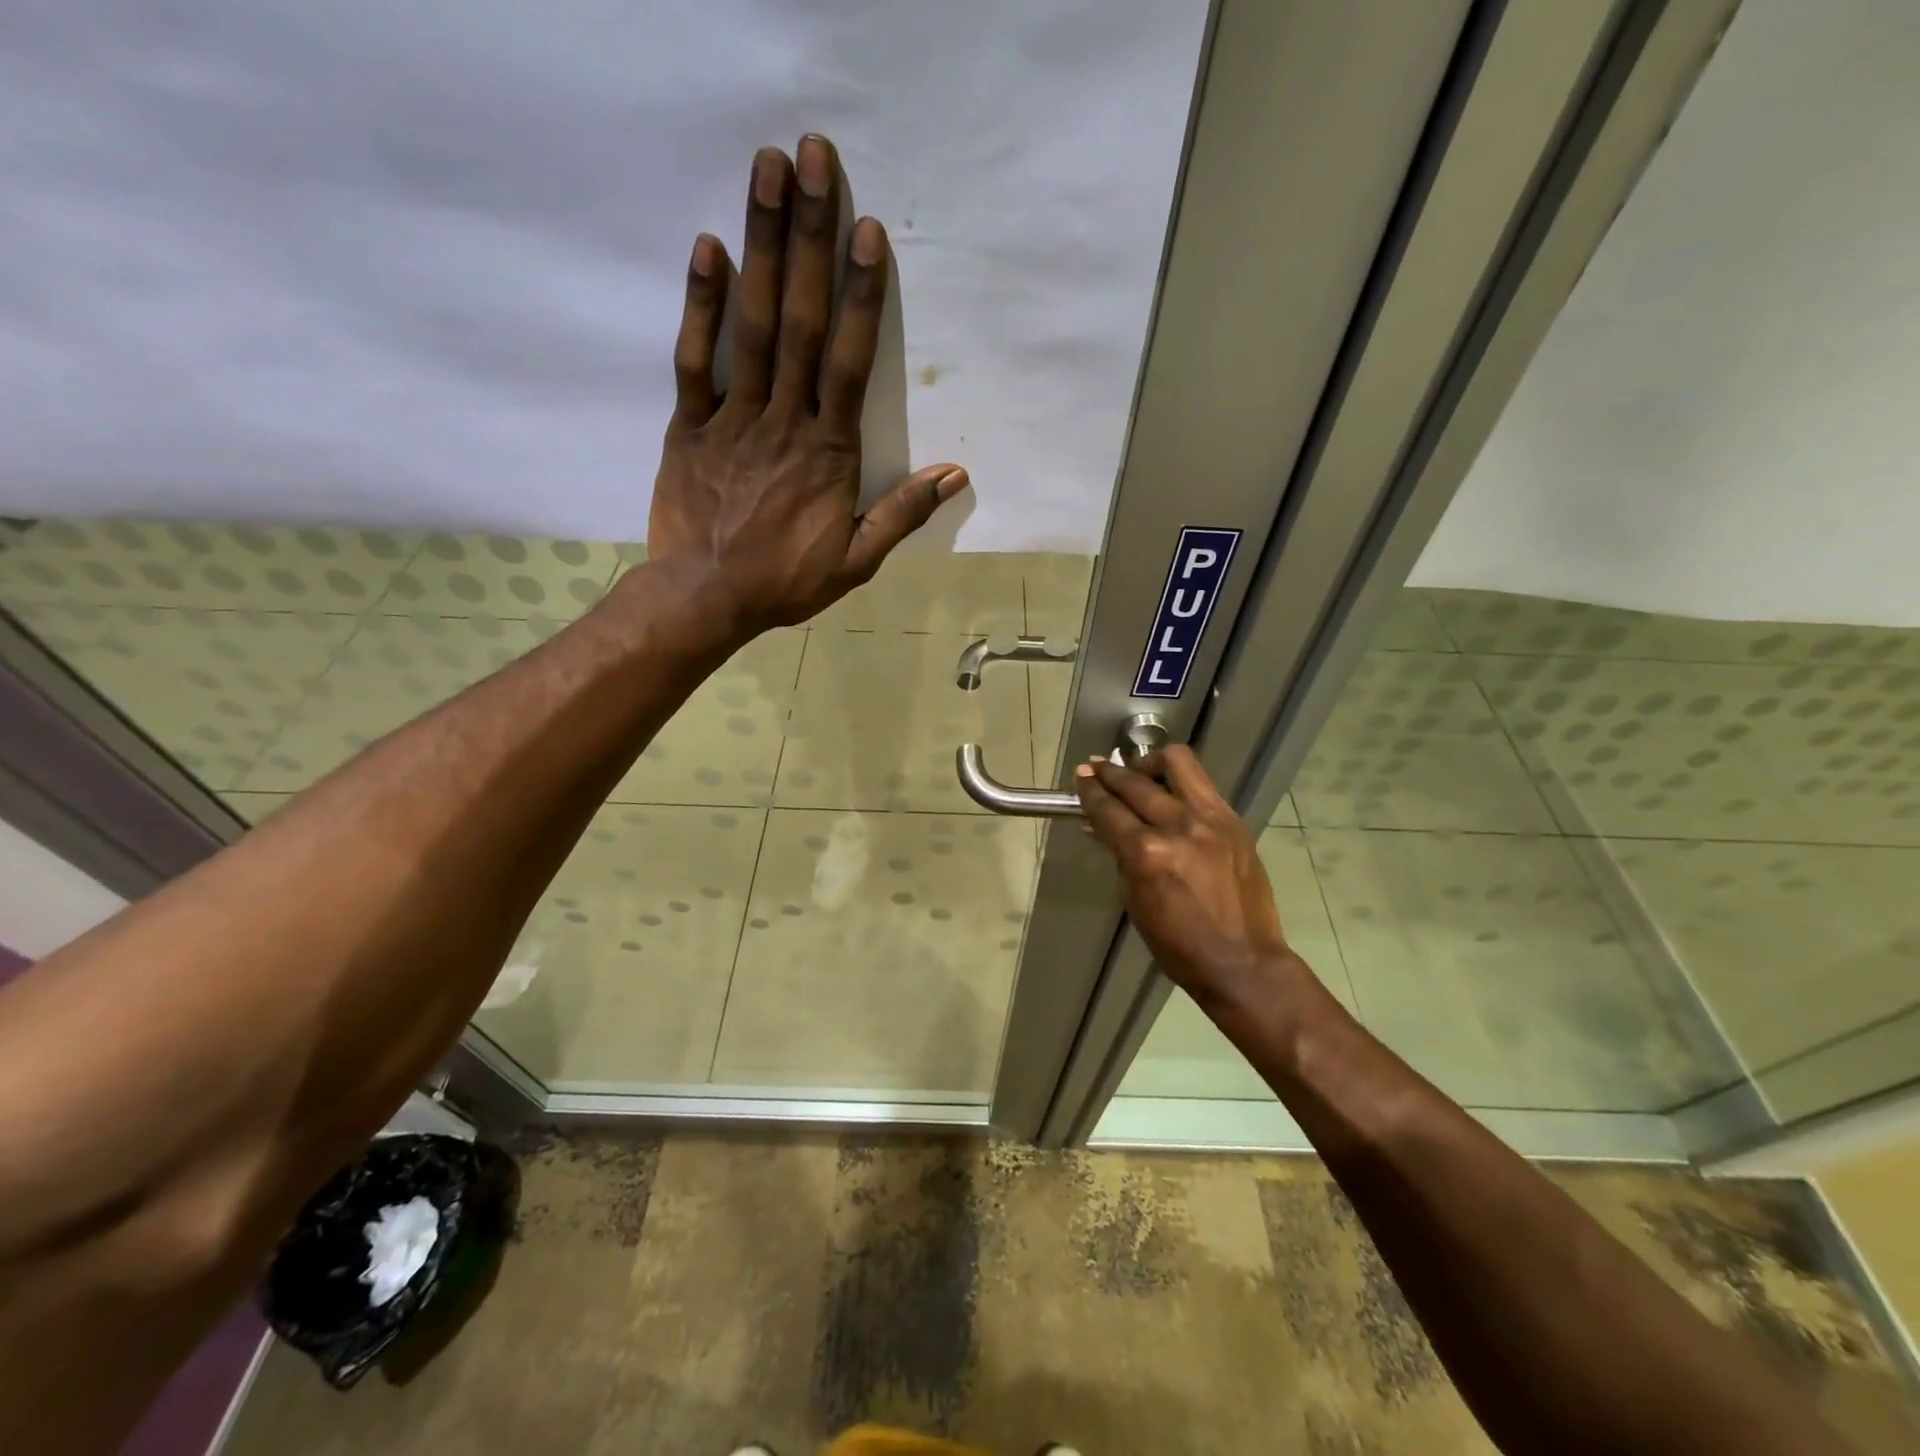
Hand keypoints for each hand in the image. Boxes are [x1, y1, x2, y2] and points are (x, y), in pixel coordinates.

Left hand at [648, 135, 969, 632]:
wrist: (707, 598)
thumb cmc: (786, 581)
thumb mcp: (856, 560)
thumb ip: (902, 514)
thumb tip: (955, 475)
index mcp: (829, 451)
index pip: (849, 361)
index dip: (859, 295)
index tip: (866, 232)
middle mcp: (785, 420)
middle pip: (801, 320)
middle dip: (809, 239)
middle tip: (815, 159)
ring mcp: (733, 417)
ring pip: (752, 325)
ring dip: (762, 246)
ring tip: (768, 172)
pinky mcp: (689, 425)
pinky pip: (695, 359)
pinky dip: (701, 305)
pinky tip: (709, 247)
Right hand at [1073, 747, 1291, 1008]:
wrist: (1243, 961)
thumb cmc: (1178, 944)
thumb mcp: (1134, 900)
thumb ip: (1121, 855)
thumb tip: (1106, 827)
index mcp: (1147, 853)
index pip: (1109, 810)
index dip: (1090, 791)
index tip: (1081, 777)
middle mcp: (1179, 826)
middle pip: (1136, 783)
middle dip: (1111, 773)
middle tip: (1097, 768)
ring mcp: (1212, 819)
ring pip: (1177, 763)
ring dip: (1150, 763)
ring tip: (1138, 771)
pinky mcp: (1234, 821)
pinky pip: (1202, 785)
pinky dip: (1179, 783)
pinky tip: (1170, 794)